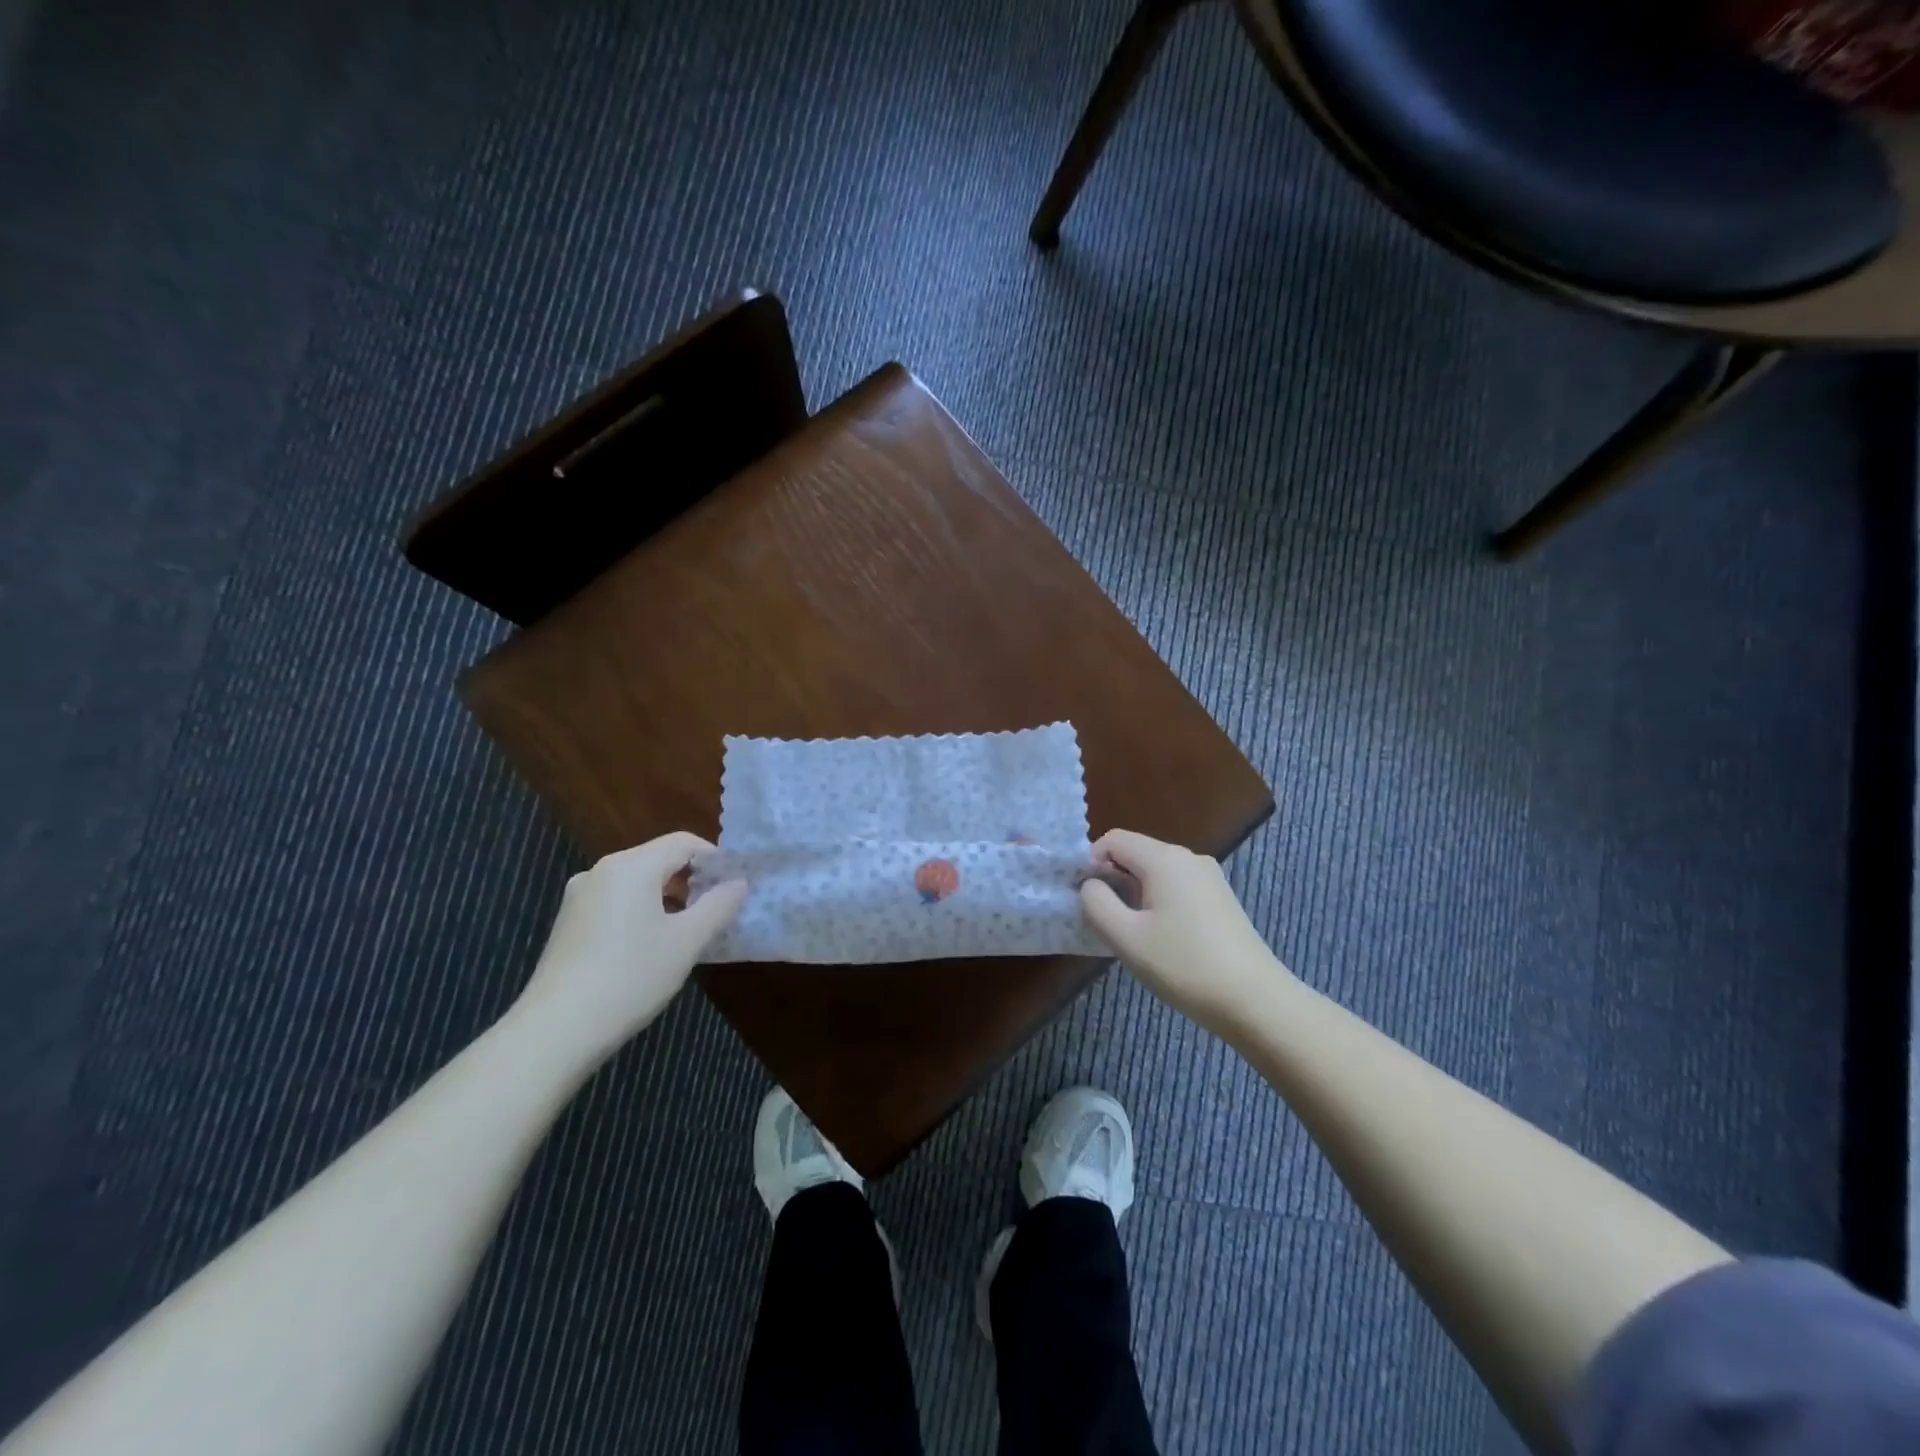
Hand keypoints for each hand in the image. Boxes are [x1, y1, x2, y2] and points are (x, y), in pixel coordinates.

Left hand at [515, 832, 746, 1065]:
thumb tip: (739, 883)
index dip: (715, 859)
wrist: (556, 1031)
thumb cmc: (631, 977)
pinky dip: (642, 910)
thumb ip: (718, 906)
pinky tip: (653, 944)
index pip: (683, 843)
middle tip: (718, 908)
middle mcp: (602, 871)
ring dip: (668, 896)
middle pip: (658, 859)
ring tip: (690, 929)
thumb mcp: (687, 942)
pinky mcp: (569, 922)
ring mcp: (580, 896)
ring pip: (637, 882)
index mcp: (631, 866)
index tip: (735, 885)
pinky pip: (617, 901)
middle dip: (692, 879)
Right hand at [1080, 829, 1289, 1034]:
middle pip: (1136, 854)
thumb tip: (1091, 885)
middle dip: (1113, 880)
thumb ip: (1096, 903)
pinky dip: (1159, 903)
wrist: (1255, 1001)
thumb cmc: (1184, 965)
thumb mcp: (1126, 938)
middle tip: (1107, 922)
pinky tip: (1163, 939)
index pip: (1113, 839)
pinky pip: (1177, 887)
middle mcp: (1188, 857)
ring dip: (1136, 895)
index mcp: (1164, 859)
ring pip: (1156, 873)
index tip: (1087, 900)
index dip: (1091, 863)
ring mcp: (1209, 877)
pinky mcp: (1221, 898)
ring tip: (1134, 935)